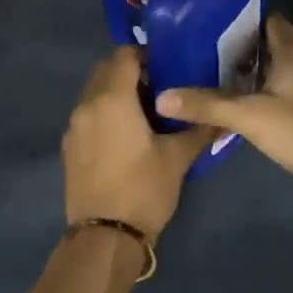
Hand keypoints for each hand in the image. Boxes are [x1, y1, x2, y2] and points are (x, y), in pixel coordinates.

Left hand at [62, 47, 213, 237]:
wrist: (104, 237)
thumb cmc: (144, 189)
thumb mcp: (178, 158)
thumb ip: (199, 130)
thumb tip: (223, 117)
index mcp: (112, 99)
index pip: (124, 56)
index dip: (146, 55)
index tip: (167, 68)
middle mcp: (87, 105)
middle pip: (105, 70)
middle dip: (130, 72)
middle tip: (159, 89)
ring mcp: (74, 127)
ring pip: (94, 93)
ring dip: (115, 92)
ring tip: (144, 113)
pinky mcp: (69, 147)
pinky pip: (87, 115)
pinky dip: (103, 113)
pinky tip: (125, 136)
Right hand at [156, 17, 292, 186]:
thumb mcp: (248, 116)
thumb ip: (206, 105)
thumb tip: (162, 97)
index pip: (270, 20)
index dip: (244, 19)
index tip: (212, 24)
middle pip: (271, 46)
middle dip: (241, 48)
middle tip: (204, 52)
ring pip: (278, 71)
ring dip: (253, 74)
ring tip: (215, 77)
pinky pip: (285, 92)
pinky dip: (264, 94)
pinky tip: (243, 107)